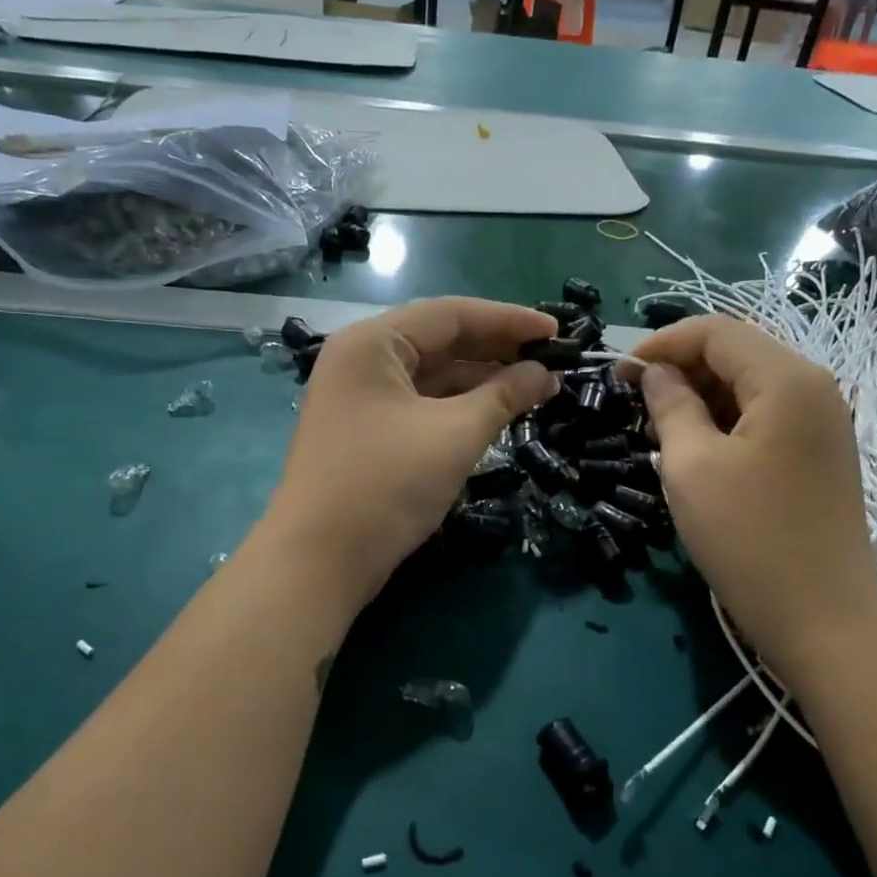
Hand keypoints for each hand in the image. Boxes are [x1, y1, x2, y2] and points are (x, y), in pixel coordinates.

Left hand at [263, 298, 556, 608]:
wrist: (319, 562)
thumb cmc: (386, 485)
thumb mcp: (455, 435)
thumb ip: (505, 396)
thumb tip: (546, 375)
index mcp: (373, 343)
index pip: (451, 315)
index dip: (509, 321)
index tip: (557, 333)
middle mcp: (362, 360)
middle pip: (440, 341)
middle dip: (497, 350)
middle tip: (551, 361)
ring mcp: (360, 398)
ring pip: (431, 376)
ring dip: (482, 381)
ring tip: (535, 388)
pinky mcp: (366, 432)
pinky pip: (420, 405)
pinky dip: (458, 407)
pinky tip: (496, 413)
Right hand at [634, 315, 876, 661]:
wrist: (824, 620)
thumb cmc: (750, 538)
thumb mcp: (692, 466)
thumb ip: (670, 405)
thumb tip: (655, 373)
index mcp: (786, 378)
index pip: (715, 331)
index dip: (660, 344)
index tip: (618, 374)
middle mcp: (812, 387)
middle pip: (735, 352)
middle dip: (679, 369)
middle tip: (634, 405)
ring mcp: (820, 422)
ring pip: (747, 385)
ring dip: (698, 397)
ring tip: (656, 430)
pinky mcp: (816, 453)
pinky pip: (762, 416)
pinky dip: (722, 421)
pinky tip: (692, 450)